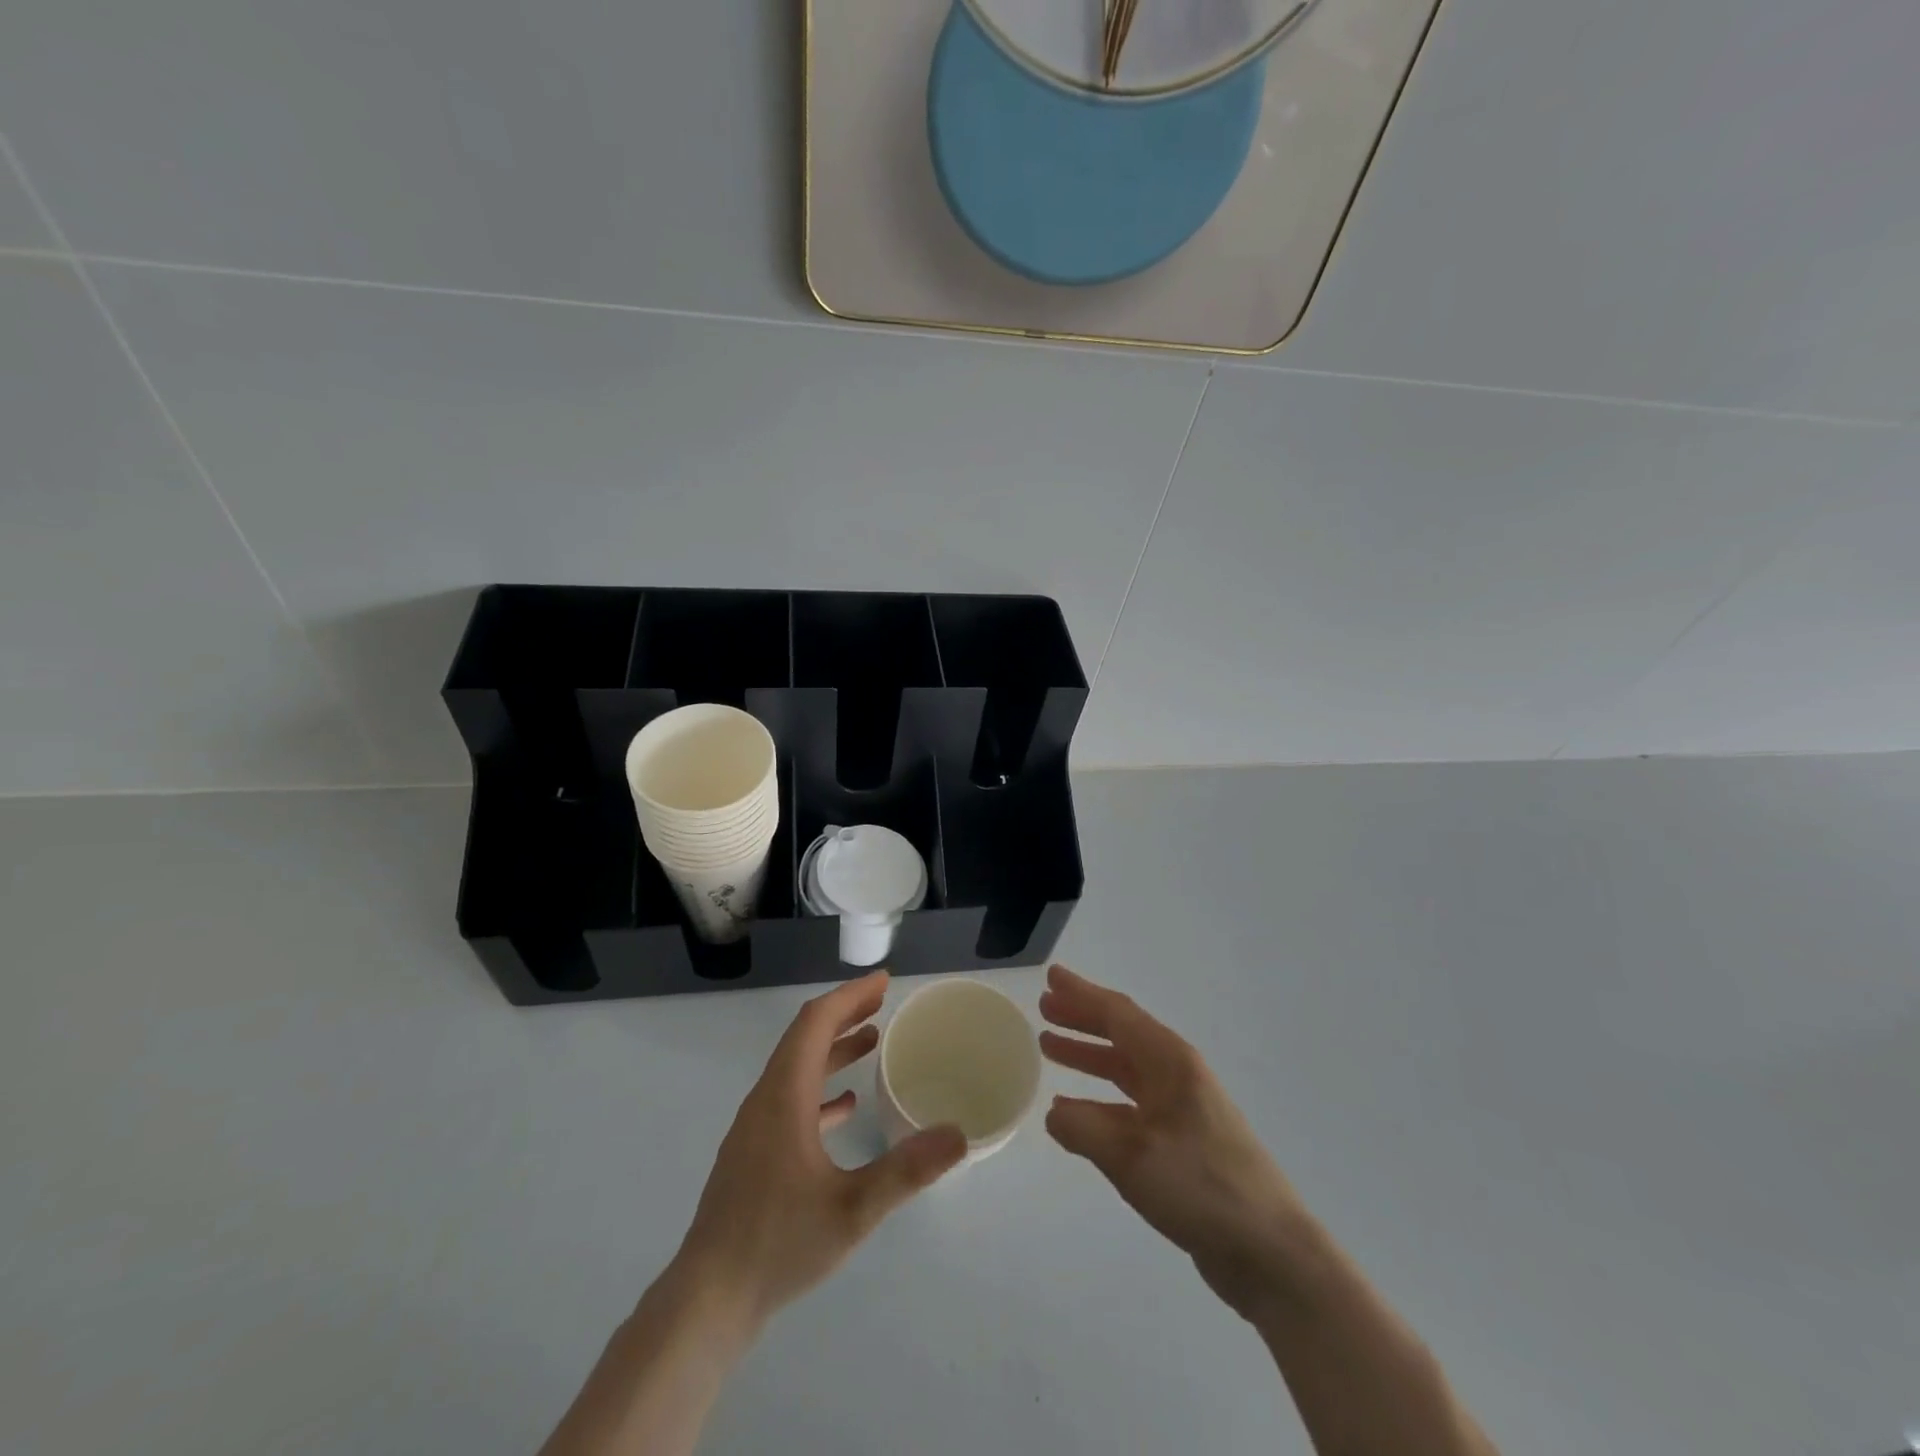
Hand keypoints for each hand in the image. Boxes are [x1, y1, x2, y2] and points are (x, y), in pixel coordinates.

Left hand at [673, 971, 967, 1328]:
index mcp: (784, 1096)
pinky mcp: (753, 1153)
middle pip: (804, 1038)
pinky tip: (845, 1106)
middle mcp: (766, 1100)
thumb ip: (907, 1170)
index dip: (849, 996)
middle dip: (844, 1013)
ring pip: (796, 1068)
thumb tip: (958, 1134)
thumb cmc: (779, 1244)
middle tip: (883, 1002)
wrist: (708, 1300)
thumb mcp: (852, 1209)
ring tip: (872, 1040)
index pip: (815, 1023)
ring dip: (833, 1048)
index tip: (883, 982)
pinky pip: (790, 1099)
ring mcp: (755, 1127)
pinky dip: (820, 1086)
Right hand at [1039, 964, 1308, 1321]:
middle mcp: (1176, 1075)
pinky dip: (1099, 1099)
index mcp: (1170, 1062)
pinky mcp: (1182, 1142)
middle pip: (1122, 1034)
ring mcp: (1182, 1109)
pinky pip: (1130, 1104)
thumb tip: (1054, 1114)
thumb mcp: (1131, 1156)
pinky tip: (1075, 1111)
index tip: (1050, 977)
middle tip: (1044, 1008)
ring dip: (1088, 1056)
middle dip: (1082, 1019)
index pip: (1117, 1013)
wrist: (1270, 1252)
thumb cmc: (1201, 1187)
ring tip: (1050, 1047)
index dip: (1081, 994)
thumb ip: (1083, 1128)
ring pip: (1125, 1068)